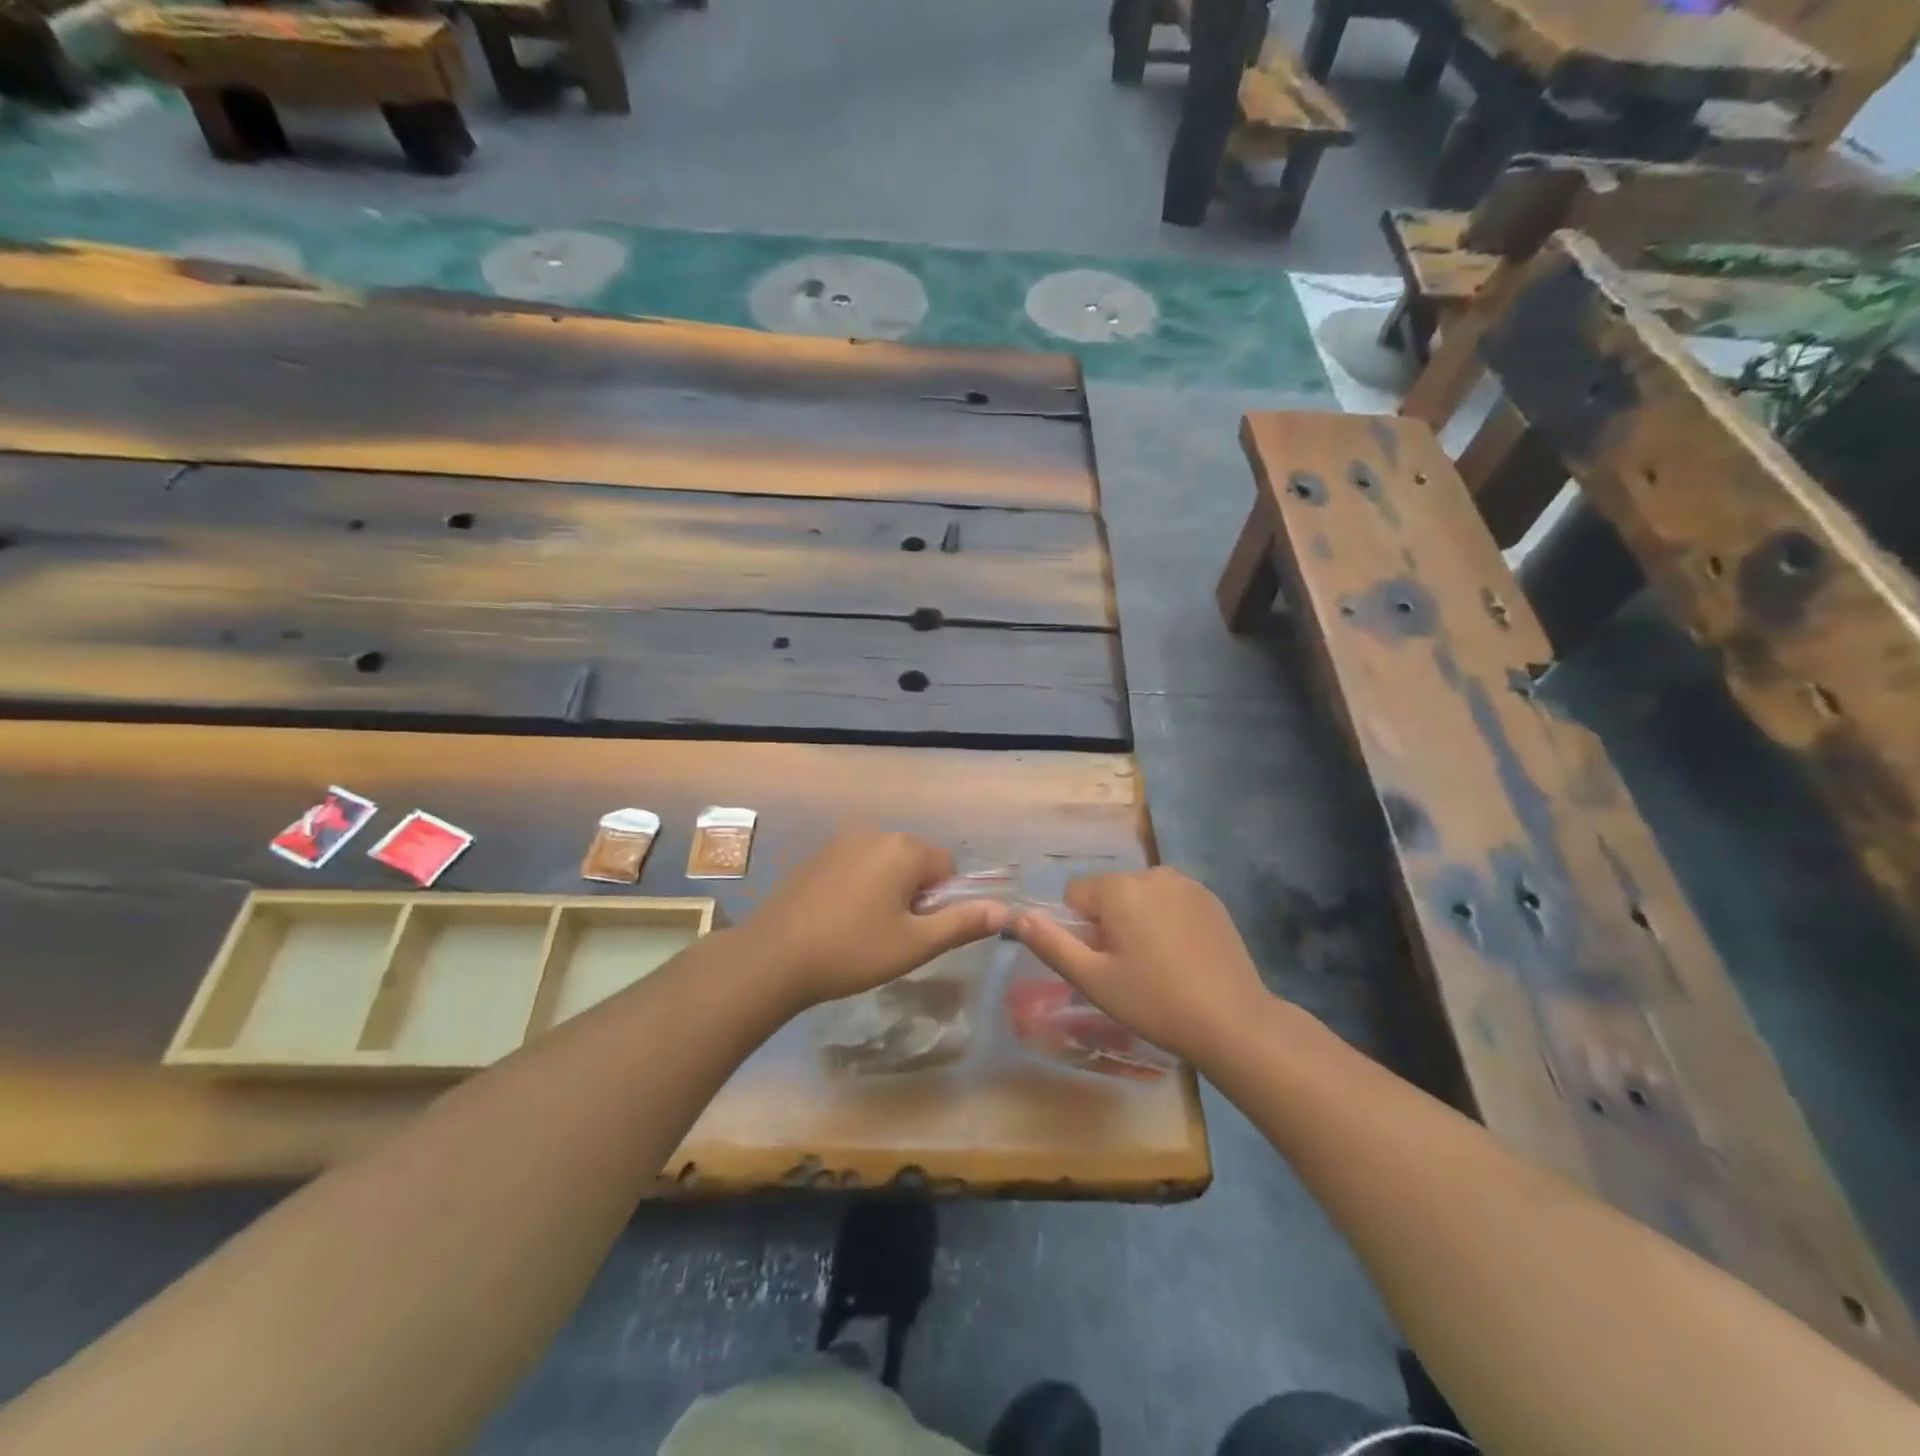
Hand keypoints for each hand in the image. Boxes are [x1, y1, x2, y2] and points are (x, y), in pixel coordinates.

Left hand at [740, 828, 1008, 1009]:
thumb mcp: (914, 944)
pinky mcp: (817, 854)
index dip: (941, 901)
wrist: (773, 957)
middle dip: (915, 893)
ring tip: (864, 929)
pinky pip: (857, 863)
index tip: (917, 931)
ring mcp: (841, 840)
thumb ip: (962, 923)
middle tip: (892, 934)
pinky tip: (840, 918)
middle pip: (916, 860)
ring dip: (888, 889)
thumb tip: (1005, 911)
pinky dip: (860, 885)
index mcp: (903, 849)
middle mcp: (875, 833)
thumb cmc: (852, 951)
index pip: (947, 867)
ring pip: (886, 862)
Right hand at [1012, 867, 1270, 1064]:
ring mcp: (1186, 883)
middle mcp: (1151, 873)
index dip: (1081, 929)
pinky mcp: (1211, 898)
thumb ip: (1051, 944)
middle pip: (1109, 892)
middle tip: (1129, 968)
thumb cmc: (1155, 1002)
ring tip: (1158, 963)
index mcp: (1119, 888)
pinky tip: (1183, 956)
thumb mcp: (1093, 979)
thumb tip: (1017, 916)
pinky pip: (1170, 900)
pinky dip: (1167, 919)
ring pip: (1140, 895)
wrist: (1233, 1021)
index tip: (1103, 962)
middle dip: (1110, 922)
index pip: (1075, 894)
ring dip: (1138, 919)